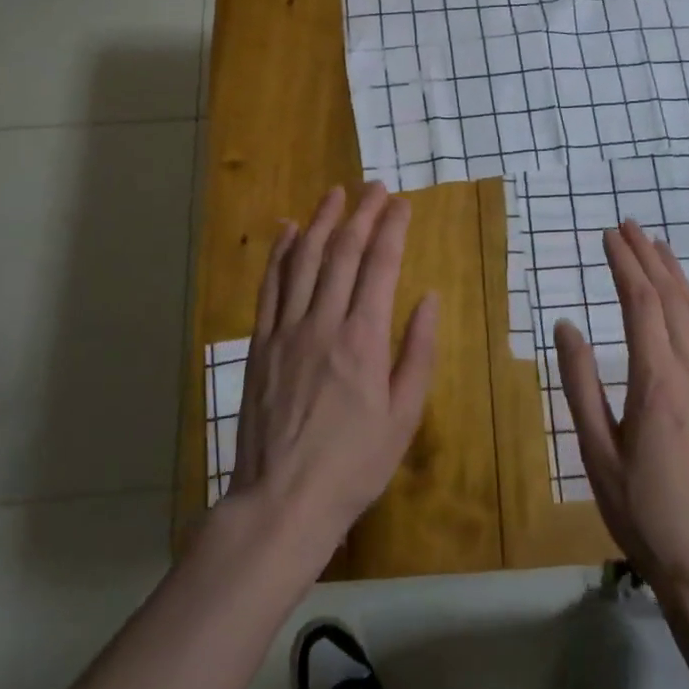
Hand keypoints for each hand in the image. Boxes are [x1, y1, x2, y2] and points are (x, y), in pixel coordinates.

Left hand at [227, 182, 438, 566]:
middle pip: (342, 252)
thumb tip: (428, 298)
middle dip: (361, 214)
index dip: (392, 229)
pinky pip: (270, 286)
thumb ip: (418, 352)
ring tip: (335, 193)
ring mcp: (286, 330)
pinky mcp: (260, 344)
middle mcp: (323, 322)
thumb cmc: (354, 464)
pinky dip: (279, 253)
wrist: (282, 501)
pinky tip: (286, 230)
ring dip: (320, 221)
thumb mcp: (404, 416)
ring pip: (303, 260)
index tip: (401, 203)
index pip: (381, 266)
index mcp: (364, 339)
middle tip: (374, 186)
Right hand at [556, 221, 688, 602]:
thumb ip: (580, 384)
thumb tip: (566, 325)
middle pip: (672, 298)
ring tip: (658, 247)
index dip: (624, 264)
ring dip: (676, 275)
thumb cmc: (643, 512)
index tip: (607, 236)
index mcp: (657, 381)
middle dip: (648, 257)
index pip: (641, 303)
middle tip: (629, 226)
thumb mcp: (596, 452)